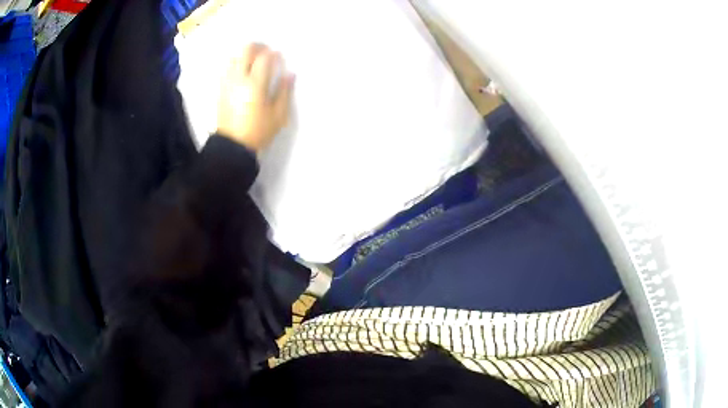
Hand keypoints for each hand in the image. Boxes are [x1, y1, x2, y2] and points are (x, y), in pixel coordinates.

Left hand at [217, 43, 294, 151]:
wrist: (233, 146)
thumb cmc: (259, 131)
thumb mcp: (278, 115)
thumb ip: (284, 91)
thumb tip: (290, 74)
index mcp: (255, 84)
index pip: (264, 57)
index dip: (273, 54)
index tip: (279, 57)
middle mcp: (239, 78)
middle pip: (246, 50)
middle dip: (258, 47)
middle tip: (266, 52)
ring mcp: (227, 82)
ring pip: (234, 57)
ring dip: (245, 55)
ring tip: (254, 61)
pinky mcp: (220, 89)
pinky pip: (226, 68)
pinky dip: (235, 64)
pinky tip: (242, 71)